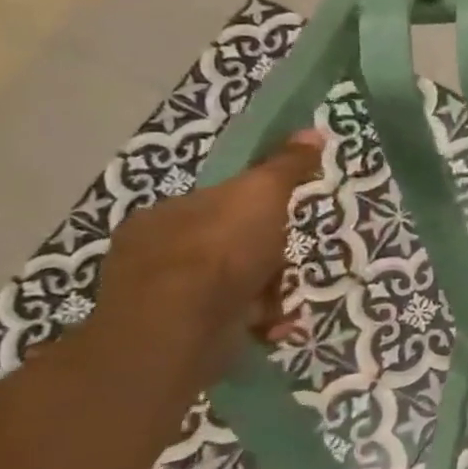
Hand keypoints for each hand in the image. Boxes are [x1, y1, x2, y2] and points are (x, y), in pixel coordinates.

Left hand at [84, 131, 323, 391]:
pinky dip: (256, 323)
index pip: (220, 205)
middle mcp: (155, 254)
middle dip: (267, 259)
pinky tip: (272, 326)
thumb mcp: (262, 195)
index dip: (258, 214)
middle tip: (287, 268)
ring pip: (233, 287)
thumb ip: (286, 166)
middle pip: (231, 247)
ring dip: (267, 295)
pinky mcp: (175, 337)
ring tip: (282, 306)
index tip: (284, 225)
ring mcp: (161, 298)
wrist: (179, 327)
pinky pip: (229, 322)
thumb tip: (313, 131)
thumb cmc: (219, 251)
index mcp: (165, 215)